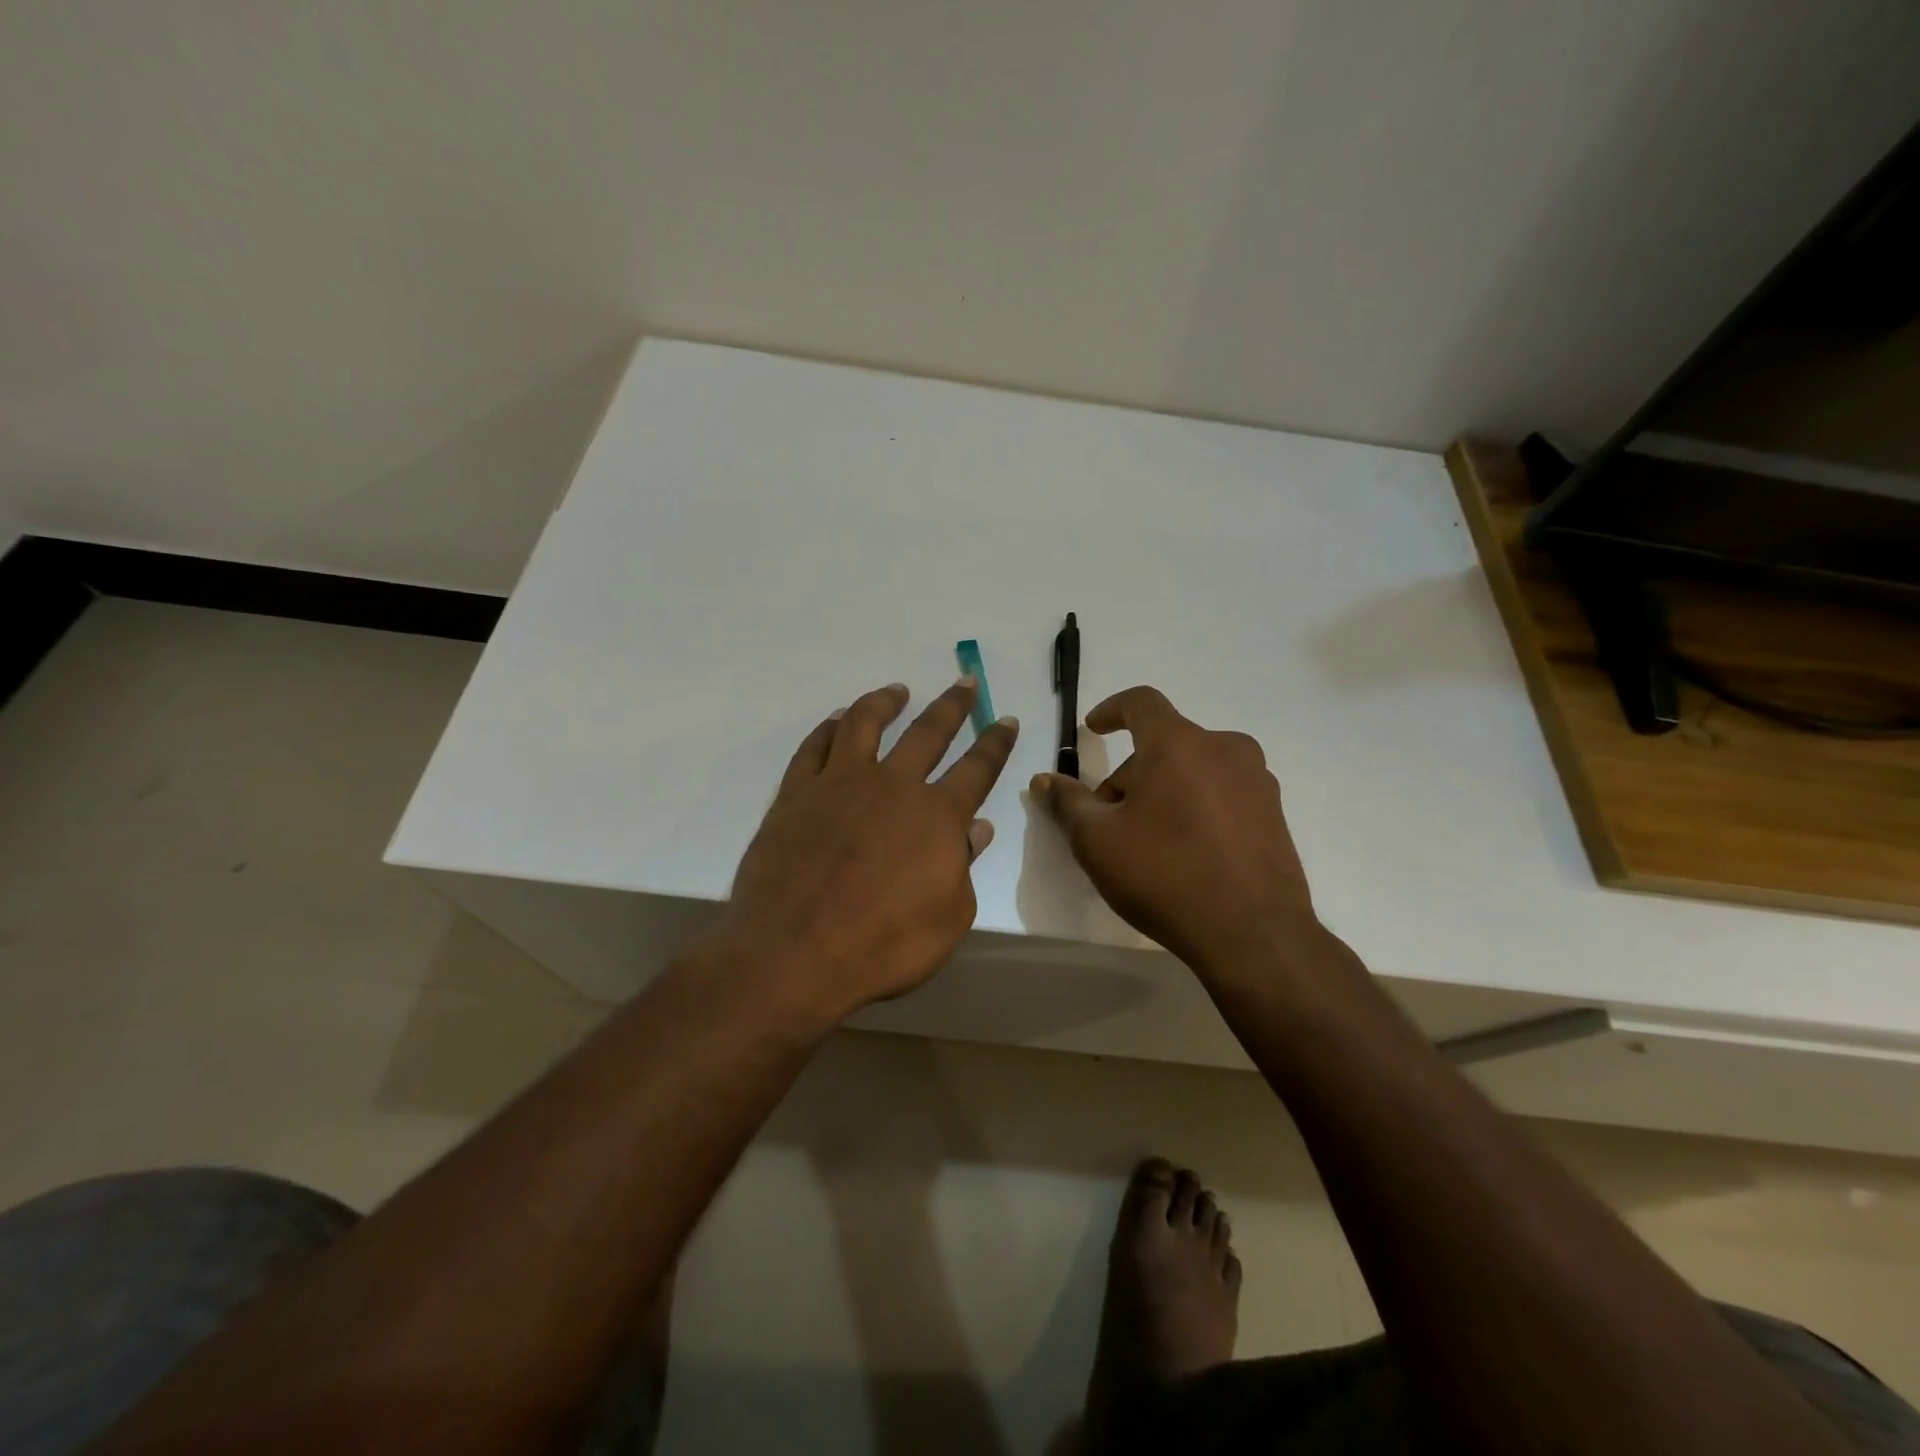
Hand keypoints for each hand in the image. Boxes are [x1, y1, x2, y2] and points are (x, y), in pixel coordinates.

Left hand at [714, 678, 1017, 1022]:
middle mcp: (892, 786)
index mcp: (936, 816)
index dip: (994, 743)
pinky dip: (829, 727)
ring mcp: (840, 783)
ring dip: (885, 702)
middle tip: (964, 682)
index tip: (1004, 720)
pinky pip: (815, 746)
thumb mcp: (947, 919)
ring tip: (897, 690)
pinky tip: (837, 720)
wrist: (794, 953)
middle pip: (928, 732)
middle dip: (952, 706)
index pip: (977, 769)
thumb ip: (963, 867)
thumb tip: (976, 829)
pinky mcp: (796, 792)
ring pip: (865, 724)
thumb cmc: (882, 946)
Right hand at [1030, 686, 1315, 976]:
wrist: (1252, 934)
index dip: (1111, 710)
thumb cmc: (1164, 875)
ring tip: (1147, 840)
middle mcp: (1225, 749)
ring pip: (1194, 769)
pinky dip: (1195, 806)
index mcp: (1179, 744)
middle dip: (1131, 773)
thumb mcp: (1097, 840)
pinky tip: (1186, 853)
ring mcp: (1256, 781)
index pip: (1141, 703)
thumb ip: (1068, 802)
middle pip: (1165, 745)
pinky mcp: (1274, 813)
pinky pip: (1222, 793)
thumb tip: (1045, 781)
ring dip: (1164, 790)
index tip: (1093, 729)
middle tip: (1109, 819)